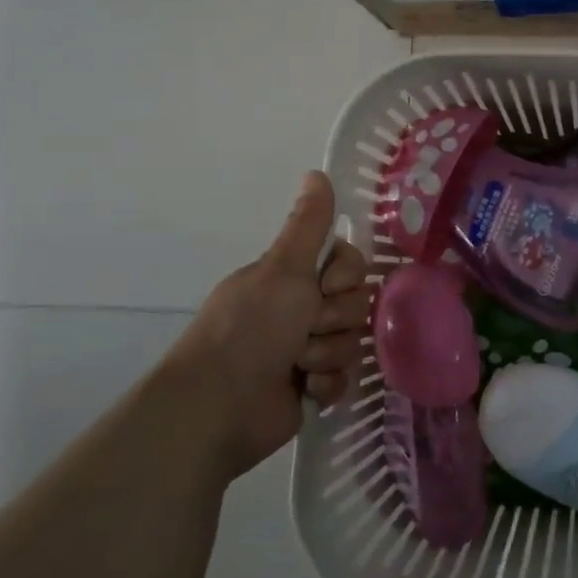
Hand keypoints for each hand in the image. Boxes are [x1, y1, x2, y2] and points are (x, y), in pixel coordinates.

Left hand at [158, 172, 371, 479]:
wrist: (221, 405)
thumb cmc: (251, 328)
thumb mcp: (282, 268)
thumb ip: (308, 224)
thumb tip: (318, 171)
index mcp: (292, 280)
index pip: (350, 265)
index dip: (346, 276)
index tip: (324, 287)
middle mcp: (301, 311)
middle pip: (357, 304)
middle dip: (335, 321)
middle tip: (305, 330)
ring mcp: (307, 350)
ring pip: (353, 342)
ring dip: (328, 354)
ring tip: (297, 366)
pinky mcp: (313, 387)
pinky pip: (346, 377)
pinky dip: (327, 384)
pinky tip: (305, 389)